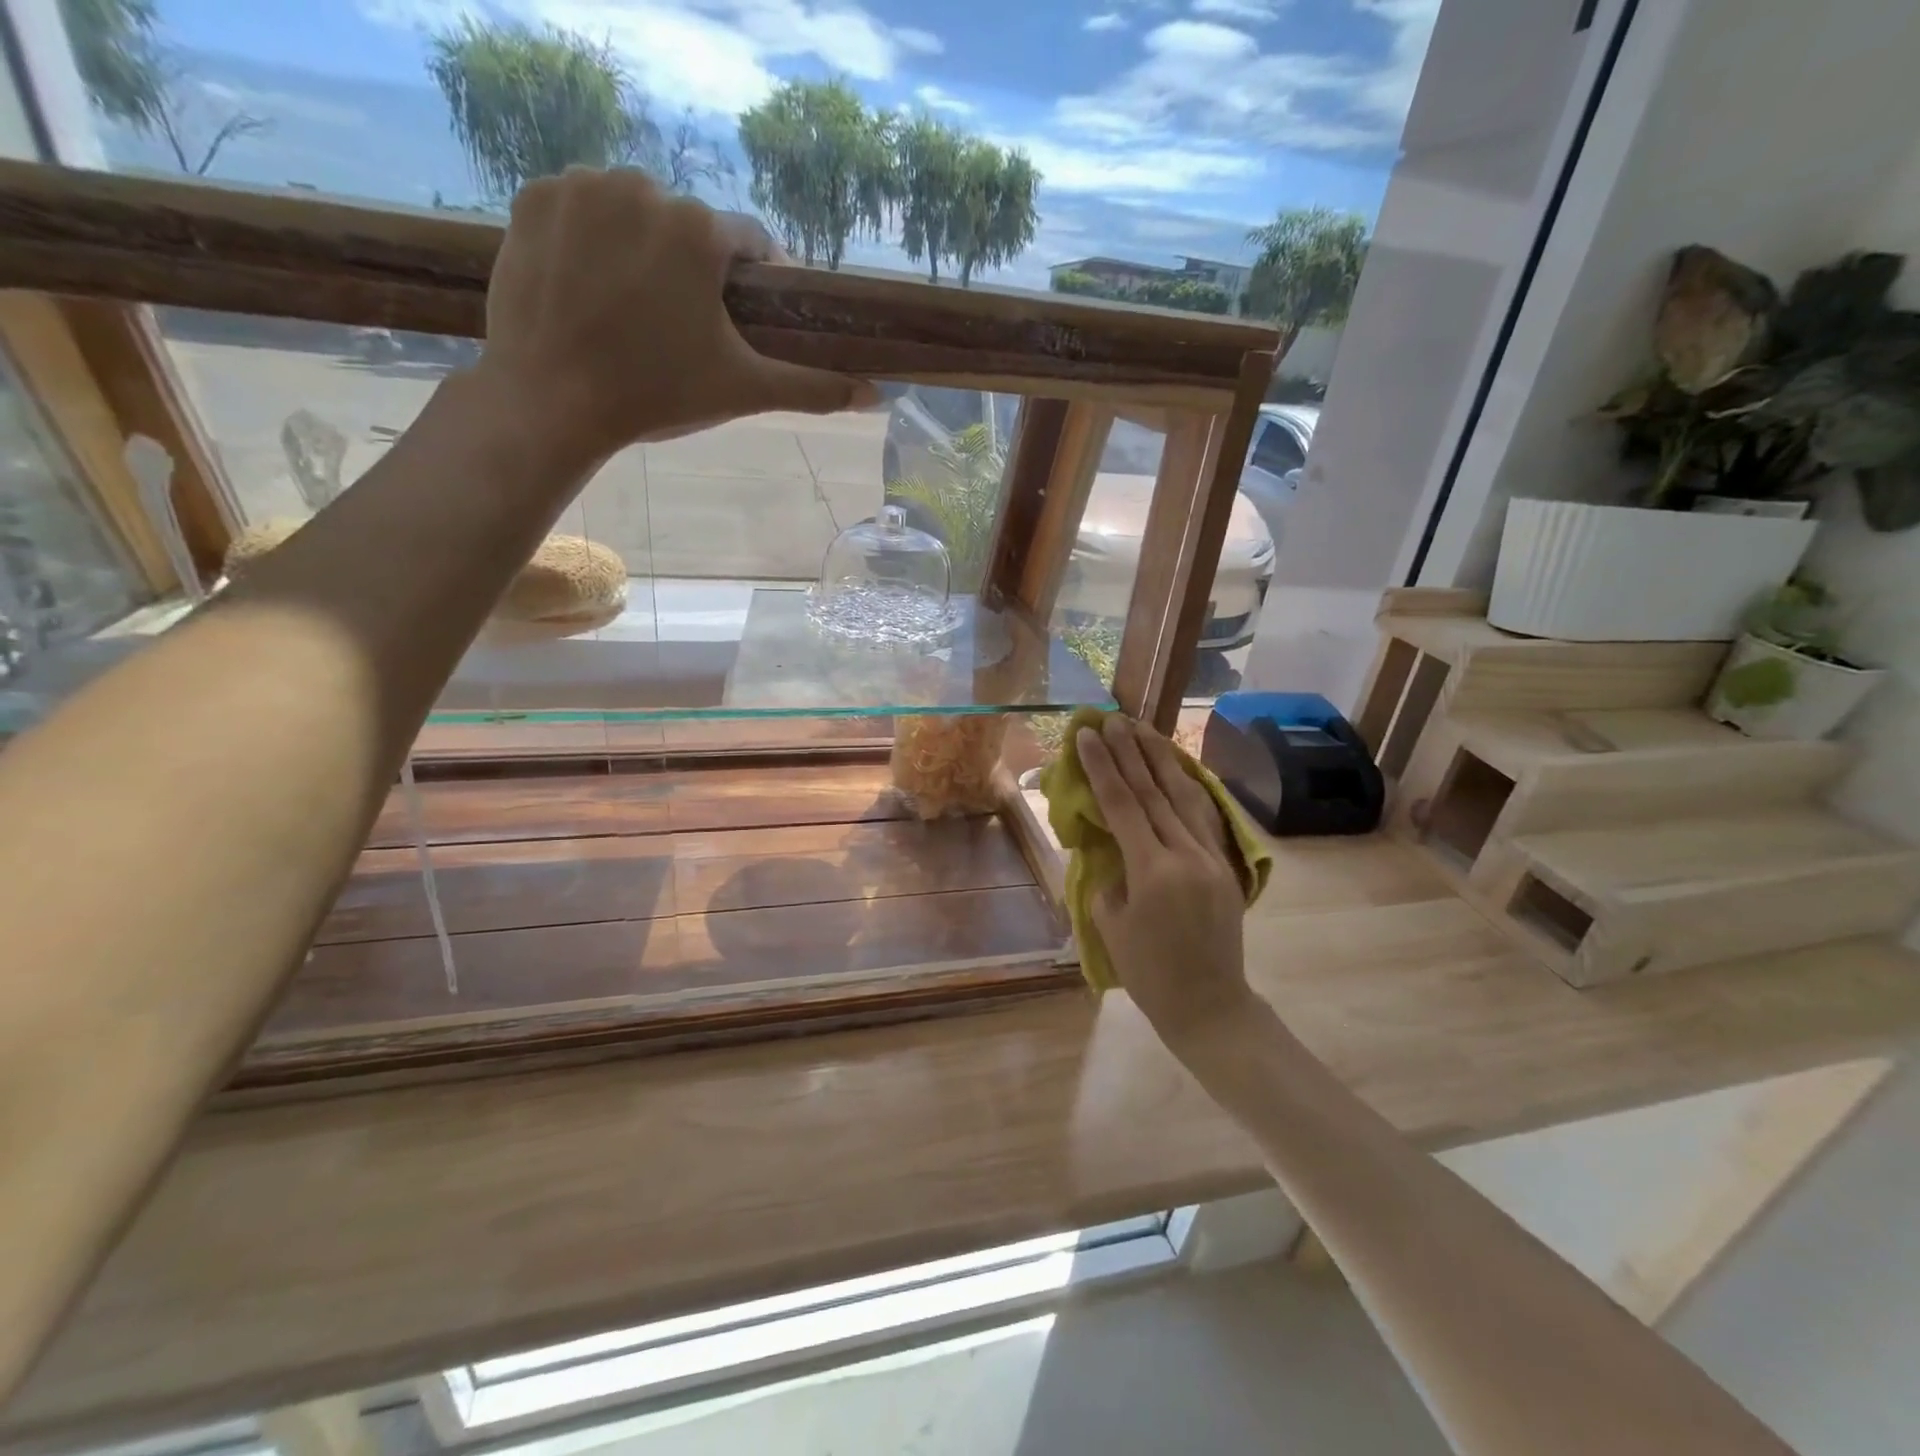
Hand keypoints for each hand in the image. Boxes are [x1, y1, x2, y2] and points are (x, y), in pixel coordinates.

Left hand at [477, 167, 873, 467]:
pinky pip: (581, 210)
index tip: (740, 316)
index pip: (748, 242)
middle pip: (688, 226)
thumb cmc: (657, 395)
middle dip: (692, 268)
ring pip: (633, 211)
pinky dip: (591, 240)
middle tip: (679, 326)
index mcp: (700, 230)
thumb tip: (876, 396)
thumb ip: (813, 388)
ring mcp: (582, 187)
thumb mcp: (743, 391)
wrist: (552, 401)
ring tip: (633, 309)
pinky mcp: (533, 197)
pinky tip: (590, 288)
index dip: (752, 281)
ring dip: (642, 248)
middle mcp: (643, 187)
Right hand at [1077, 715, 1253, 1045]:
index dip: (1102, 766)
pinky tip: (1175, 768)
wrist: (1209, 1005)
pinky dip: (1185, 785)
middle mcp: (1187, 854)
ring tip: (1144, 729)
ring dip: (1162, 758)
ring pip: (1185, 794)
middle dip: (1131, 750)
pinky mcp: (1225, 865)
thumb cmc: (1149, 973)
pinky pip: (1202, 815)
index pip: (1123, 804)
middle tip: (1112, 718)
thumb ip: (1109, 875)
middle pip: (1155, 790)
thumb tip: (1110, 844)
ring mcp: (1212, 857)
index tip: (1087, 735)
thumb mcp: (1111, 923)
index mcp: (1154, 870)